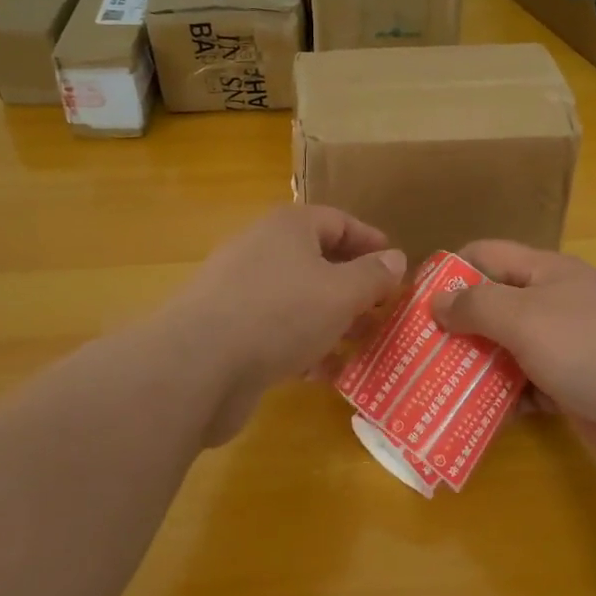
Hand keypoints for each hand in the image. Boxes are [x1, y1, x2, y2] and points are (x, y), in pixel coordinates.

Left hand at [157, 205, 407, 444]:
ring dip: (333, 321)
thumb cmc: (280, 313)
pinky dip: (303, 347)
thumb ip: (373, 276)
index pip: (339, 222)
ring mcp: (241, 292)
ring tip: (364, 345)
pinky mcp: (229, 331)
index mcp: (289, 227)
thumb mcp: (342, 293)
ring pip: (299, 300)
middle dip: (355, 288)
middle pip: (319, 261)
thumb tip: (396, 258)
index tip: (398, 267)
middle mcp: (263, 250)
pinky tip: (325, 373)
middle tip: (385, 312)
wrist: (197, 366)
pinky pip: (277, 331)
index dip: (372, 242)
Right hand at [431, 241, 595, 477]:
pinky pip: (525, 388)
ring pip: (506, 350)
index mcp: (545, 272)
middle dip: (455, 325)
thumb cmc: (592, 348)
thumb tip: (436, 300)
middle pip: (493, 305)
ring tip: (431, 387)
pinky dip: (502, 399)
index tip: (413, 300)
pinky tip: (471, 416)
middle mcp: (553, 303)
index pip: (486, 255)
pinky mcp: (572, 389)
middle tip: (414, 352)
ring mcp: (565, 348)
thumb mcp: (526, 317)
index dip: (449, 271)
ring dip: (474, 366)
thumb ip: (477, 306)